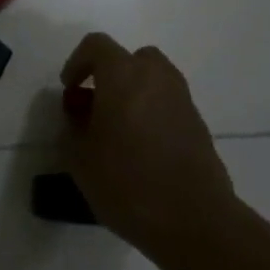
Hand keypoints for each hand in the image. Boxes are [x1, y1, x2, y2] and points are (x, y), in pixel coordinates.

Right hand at [60, 34, 242, 263]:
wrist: (196, 223)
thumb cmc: (128, 182)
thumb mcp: (79, 157)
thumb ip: (73, 128)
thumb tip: (79, 117)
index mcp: (123, 75)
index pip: (96, 46)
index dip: (77, 62)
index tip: (70, 90)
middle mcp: (156, 78)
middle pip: (132, 59)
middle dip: (111, 75)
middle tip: (97, 105)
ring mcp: (183, 102)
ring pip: (154, 82)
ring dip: (134, 95)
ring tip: (118, 130)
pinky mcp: (200, 128)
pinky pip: (168, 107)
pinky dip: (153, 116)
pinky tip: (142, 151)